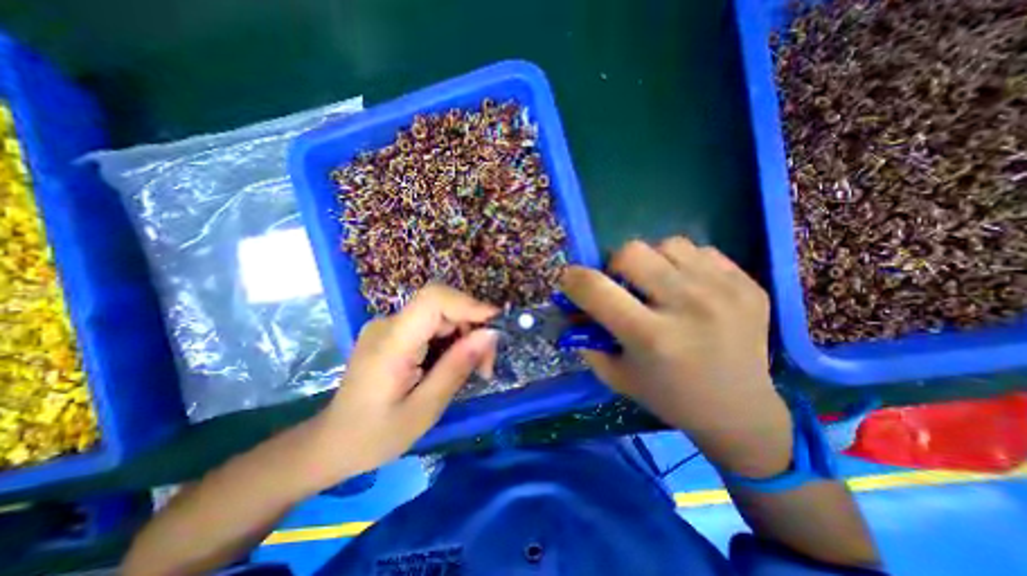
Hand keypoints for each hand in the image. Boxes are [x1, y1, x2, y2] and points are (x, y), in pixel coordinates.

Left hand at [309, 285, 496, 482]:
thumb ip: (457, 368)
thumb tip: (490, 333)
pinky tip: (454, 363)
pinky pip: (433, 324)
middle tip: (486, 365)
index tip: (496, 323)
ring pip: (442, 315)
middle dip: (472, 327)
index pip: (432, 300)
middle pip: (442, 307)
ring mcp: (389, 326)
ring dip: (465, 336)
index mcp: (391, 343)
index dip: (468, 303)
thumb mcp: (424, 409)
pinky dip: (452, 339)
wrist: (333, 442)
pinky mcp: (395, 332)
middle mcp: (388, 324)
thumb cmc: (375, 435)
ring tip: (475, 369)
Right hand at [562, 235, 792, 476]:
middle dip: (614, 265)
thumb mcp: (615, 374)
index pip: (596, 288)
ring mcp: (724, 291)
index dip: (573, 279)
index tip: (570, 280)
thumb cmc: (667, 395)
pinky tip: (690, 289)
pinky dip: (683, 264)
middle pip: (631, 251)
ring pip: (666, 244)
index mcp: (652, 337)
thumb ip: (586, 337)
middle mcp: (689, 308)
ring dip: (652, 262)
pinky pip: (699, 250)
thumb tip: (571, 304)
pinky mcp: (748, 284)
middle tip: (623, 286)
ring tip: (660, 286)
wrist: (740, 410)